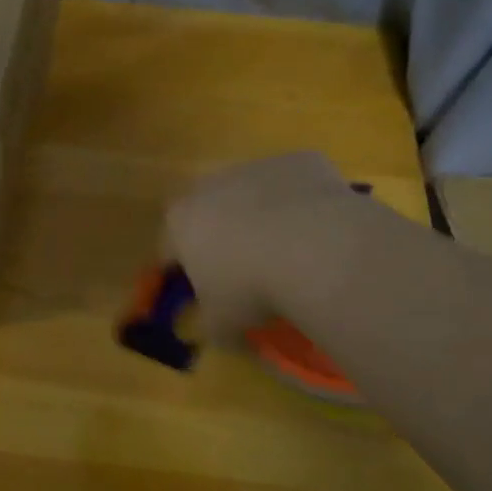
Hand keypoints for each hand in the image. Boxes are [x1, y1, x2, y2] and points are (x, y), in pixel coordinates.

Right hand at [165, 152, 368, 345]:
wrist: (318, 248)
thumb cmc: (252, 288)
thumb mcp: (221, 323)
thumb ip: (209, 325)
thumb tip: (212, 329)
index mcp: (180, 222)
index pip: (169, 248)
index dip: (184, 273)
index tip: (203, 294)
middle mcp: (211, 185)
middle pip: (210, 213)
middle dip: (223, 238)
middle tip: (248, 272)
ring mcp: (257, 167)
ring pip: (254, 195)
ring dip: (264, 217)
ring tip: (293, 254)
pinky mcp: (300, 161)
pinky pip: (296, 186)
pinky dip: (303, 205)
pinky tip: (322, 233)